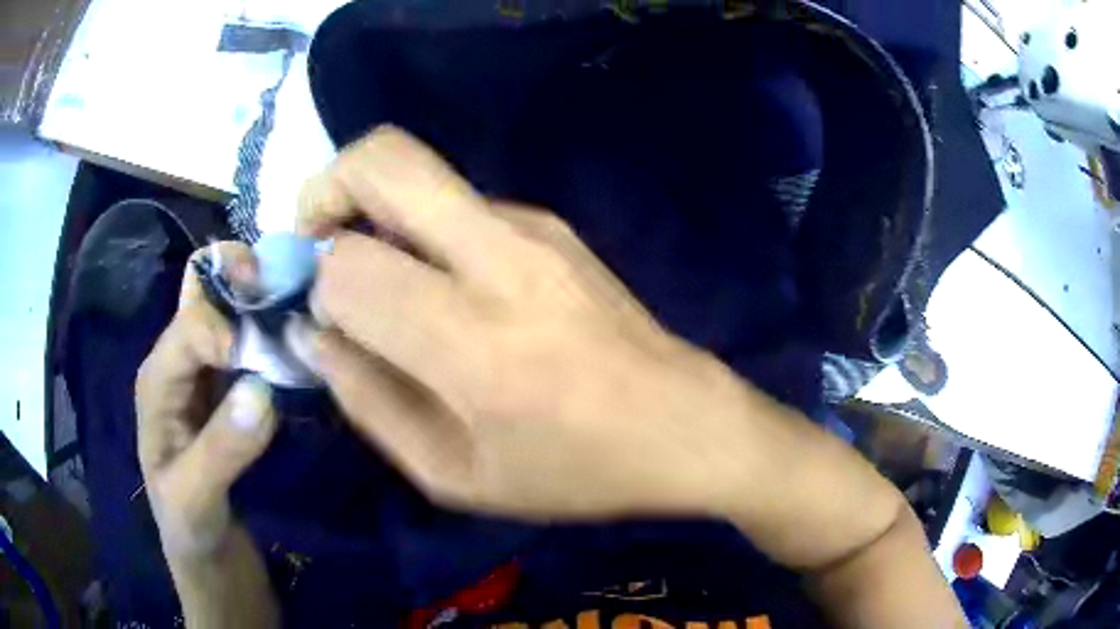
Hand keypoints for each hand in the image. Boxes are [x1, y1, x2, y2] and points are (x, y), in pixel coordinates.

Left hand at [136, 243, 276, 558]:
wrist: (203, 546)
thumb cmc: (188, 523)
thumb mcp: (195, 499)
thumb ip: (222, 449)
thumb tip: (263, 389)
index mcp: (158, 377)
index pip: (191, 322)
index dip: (227, 328)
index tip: (264, 363)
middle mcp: (178, 358)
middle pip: (204, 287)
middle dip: (242, 274)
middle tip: (286, 291)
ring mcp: (204, 368)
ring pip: (230, 305)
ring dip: (263, 297)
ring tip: (299, 311)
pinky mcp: (228, 384)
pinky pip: (249, 337)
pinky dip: (273, 327)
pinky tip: (297, 343)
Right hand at [292, 126, 775, 520]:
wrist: (683, 424)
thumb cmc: (573, 470)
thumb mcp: (454, 475)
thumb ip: (368, 402)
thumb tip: (314, 333)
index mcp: (474, 342)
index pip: (349, 267)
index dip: (316, 286)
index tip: (321, 317)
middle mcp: (502, 257)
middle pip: (383, 158)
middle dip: (326, 189)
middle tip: (318, 247)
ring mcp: (533, 227)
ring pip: (417, 172)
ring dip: (372, 208)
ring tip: (379, 277)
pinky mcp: (552, 222)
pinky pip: (457, 203)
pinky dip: (421, 228)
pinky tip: (442, 287)